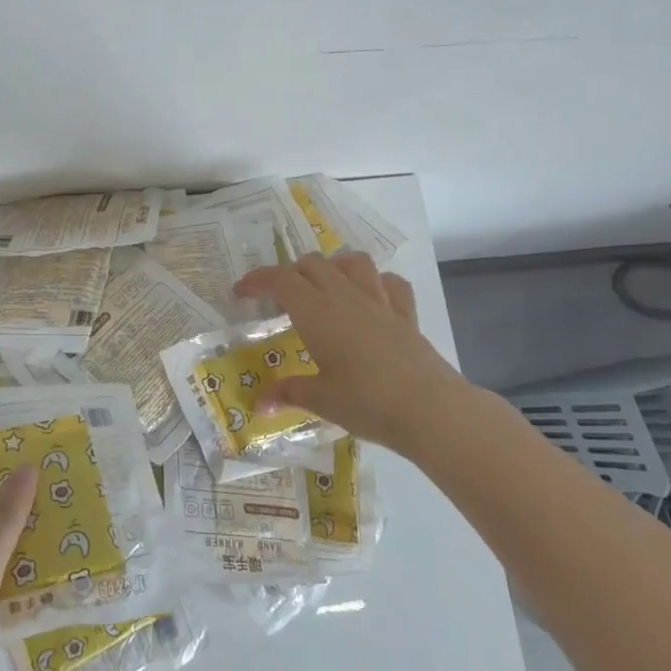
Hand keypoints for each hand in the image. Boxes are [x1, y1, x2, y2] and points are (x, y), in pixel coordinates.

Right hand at [232, 253, 503, 463]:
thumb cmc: (366, 402)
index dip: (257, 279)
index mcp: (316, 312)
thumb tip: (260, 404)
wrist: (429, 409)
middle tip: (278, 298)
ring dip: (333, 266)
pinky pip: (391, 283)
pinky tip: (370, 297)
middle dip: (290, 273)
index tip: (241, 291)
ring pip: (352, 262)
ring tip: (323, 286)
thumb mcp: (320, 400)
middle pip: (312, 264)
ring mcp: (379, 301)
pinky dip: (376, 282)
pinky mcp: (405, 314)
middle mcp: (345, 296)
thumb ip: (288, 393)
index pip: (280, 280)